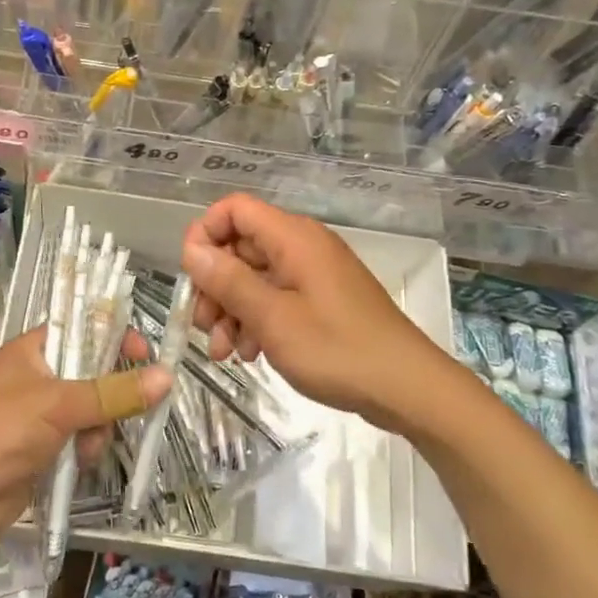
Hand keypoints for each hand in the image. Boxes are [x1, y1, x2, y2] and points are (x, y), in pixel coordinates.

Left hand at [0, 328, 171, 557]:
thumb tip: (166, 376)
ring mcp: (39, 415)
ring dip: (98, 427)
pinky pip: (79, 440)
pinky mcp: (42, 449)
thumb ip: (113, 392)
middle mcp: (37, 377)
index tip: (143, 355)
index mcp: (33, 350)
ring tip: (88, 446)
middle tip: (124, 408)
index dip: (113, 337)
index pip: (83, 328)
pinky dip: (85, 450)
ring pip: (91, 410)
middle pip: (92, 372)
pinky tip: (79, 463)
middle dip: (109, 393)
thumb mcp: (58, 405)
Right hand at [181, 193, 448, 431]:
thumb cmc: (337, 349)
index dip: (205, 234)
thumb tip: (191, 250)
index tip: (193, 277)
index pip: (234, 209)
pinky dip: (257, 321)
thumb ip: (228, 281)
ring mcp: (313, 274)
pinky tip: (250, 355)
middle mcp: (302, 247)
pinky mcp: (321, 300)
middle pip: (241, 247)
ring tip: (224, 353)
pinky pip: (276, 298)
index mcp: (292, 237)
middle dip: (215, 285)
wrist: (406, 388)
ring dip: (232, 310)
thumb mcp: (272, 318)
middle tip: (203, 327)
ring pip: (255, 277)